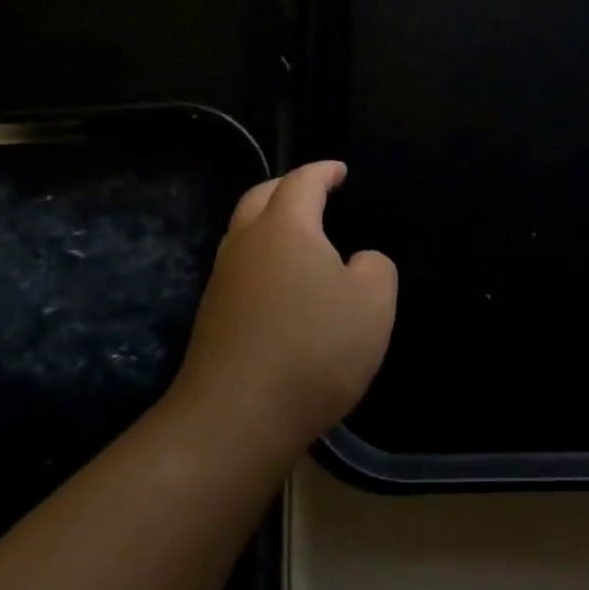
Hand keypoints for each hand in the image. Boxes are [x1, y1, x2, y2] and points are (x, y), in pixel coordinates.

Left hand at [172, 161, 396, 450]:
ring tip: (298, 234)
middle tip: (314, 192)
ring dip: (269, 220)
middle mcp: (247, 243)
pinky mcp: (212, 315)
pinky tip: (281, 282)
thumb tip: (358, 262)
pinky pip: (240, 265)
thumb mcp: (373, 305)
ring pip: (243, 231)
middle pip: (261, 196)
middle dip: (288, 187)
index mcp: (286, 228)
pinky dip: (261, 256)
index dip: (323, 171)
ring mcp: (223, 279)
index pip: (302, 181)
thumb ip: (376, 268)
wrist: (235, 418)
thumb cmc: (313, 350)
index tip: (340, 171)